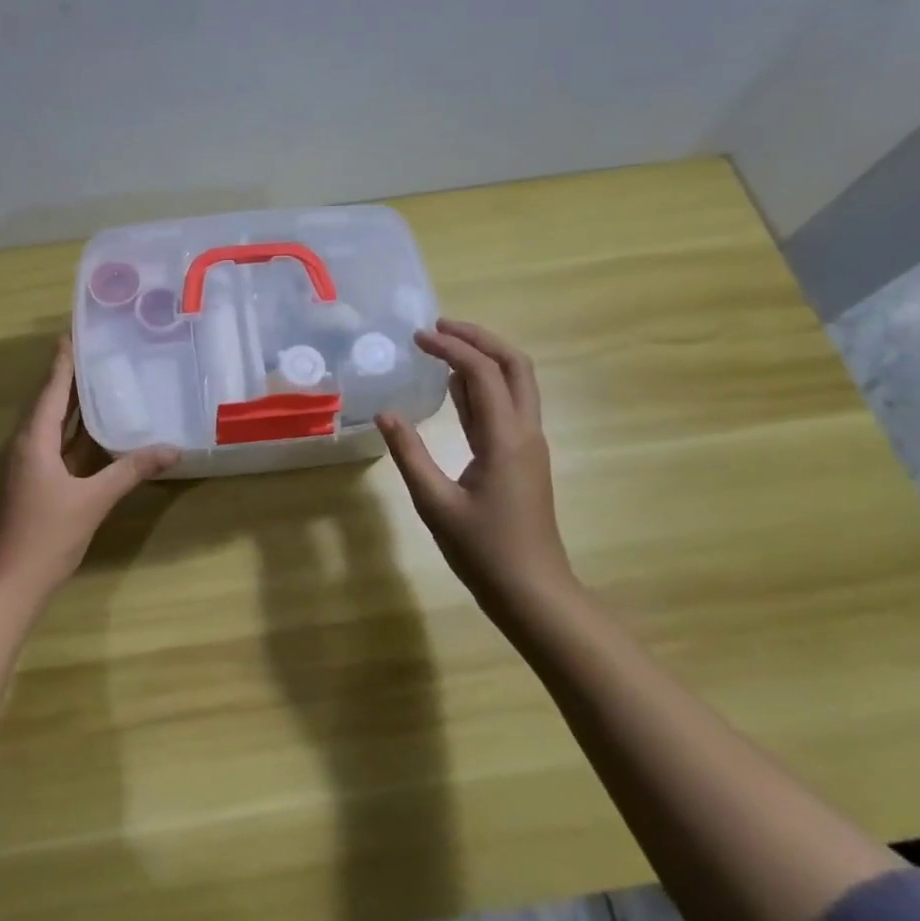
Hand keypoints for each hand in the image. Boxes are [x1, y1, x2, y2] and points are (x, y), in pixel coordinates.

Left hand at [0, 336, 179, 595]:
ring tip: (100, 380)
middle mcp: (23, 444)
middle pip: (48, 401)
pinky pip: (51, 444)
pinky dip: (71, 431)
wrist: (6, 585)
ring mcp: (24, 465)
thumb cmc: (46, 537)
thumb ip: (130, 472)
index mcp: (32, 440)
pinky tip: (93, 431)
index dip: (64, 360)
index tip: (76, 332)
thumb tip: (172, 449)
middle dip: (70, 376)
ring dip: (70, 403)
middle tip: (99, 351)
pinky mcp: (28, 482)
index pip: (51, 388)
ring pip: (49, 424)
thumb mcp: (93, 501)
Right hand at [376, 320, 573, 612]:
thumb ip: (409, 454)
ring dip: (483, 360)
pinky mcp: (522, 460)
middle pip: (515, 366)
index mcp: (506, 438)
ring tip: (443, 346)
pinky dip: (482, 389)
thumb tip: (385, 413)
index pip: (483, 373)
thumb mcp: (435, 503)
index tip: (418, 337)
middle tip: (440, 327)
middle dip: (480, 339)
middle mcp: (525, 433)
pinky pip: (506, 410)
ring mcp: (528, 446)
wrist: (533, 593)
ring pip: (515, 385)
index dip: (451, 347)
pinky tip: (455, 388)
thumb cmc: (484, 551)